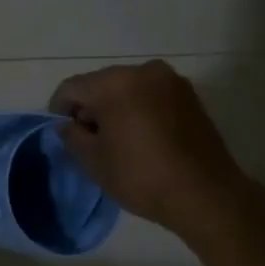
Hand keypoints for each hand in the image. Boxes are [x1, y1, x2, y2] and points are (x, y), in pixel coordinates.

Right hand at [50, 61, 249, 234]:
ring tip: (118, 141)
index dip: (59, 109)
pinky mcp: (190, 96)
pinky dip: (140, 110)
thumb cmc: (141, 177)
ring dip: (116, 108)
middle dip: (90, 107)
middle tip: (89, 140)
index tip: (62, 133)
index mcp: (115, 83)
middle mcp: (143, 71)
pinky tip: (142, 138)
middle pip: (101, 83)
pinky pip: (152, 96)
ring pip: (128, 88)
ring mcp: (171, 81)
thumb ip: (72, 136)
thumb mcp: (94, 161)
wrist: (205, 194)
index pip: (72, 87)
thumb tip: (67, 125)